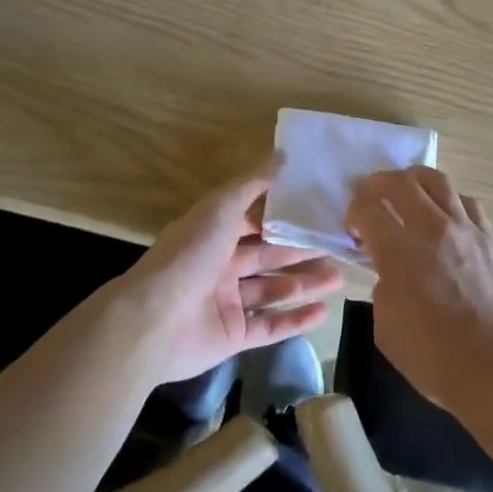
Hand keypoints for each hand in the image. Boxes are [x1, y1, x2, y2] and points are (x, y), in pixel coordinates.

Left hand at [119, 155, 343, 384]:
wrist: (152, 321)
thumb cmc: (189, 254)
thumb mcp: (221, 207)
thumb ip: (253, 183)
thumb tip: (283, 154)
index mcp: (214, 235)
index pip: (254, 223)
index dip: (283, 219)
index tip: (317, 212)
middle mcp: (220, 266)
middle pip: (269, 256)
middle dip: (302, 252)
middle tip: (338, 247)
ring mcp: (226, 303)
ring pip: (273, 290)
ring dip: (305, 284)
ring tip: (340, 278)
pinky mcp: (232, 337)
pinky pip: (269, 326)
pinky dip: (295, 320)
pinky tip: (324, 312)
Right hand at [345, 166, 492, 411]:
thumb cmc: (433, 356)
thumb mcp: (386, 326)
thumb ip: (383, 286)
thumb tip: (391, 271)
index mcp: (400, 252)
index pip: (368, 209)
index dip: (354, 210)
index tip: (354, 223)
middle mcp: (432, 229)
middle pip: (401, 182)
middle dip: (378, 183)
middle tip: (372, 194)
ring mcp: (465, 229)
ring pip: (438, 181)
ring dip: (415, 181)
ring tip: (408, 192)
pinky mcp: (490, 238)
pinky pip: (468, 203)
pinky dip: (450, 202)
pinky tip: (446, 216)